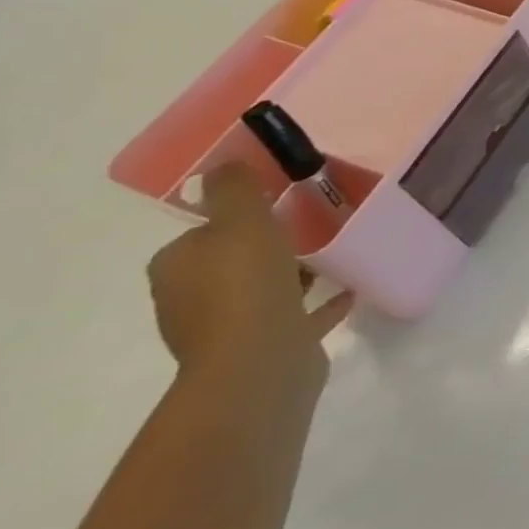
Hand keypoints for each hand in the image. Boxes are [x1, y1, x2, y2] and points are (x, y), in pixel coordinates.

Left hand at [147, 166, 352, 405]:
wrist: (260, 363)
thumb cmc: (245, 285)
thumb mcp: (241, 222)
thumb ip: (234, 190)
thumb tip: (222, 166)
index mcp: (179, 268)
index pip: (202, 234)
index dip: (235, 217)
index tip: (276, 204)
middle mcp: (193, 299)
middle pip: (231, 262)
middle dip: (265, 245)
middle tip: (310, 224)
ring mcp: (229, 328)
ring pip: (262, 289)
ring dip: (291, 273)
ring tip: (333, 253)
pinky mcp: (266, 347)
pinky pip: (296, 316)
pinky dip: (318, 303)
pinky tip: (348, 290)